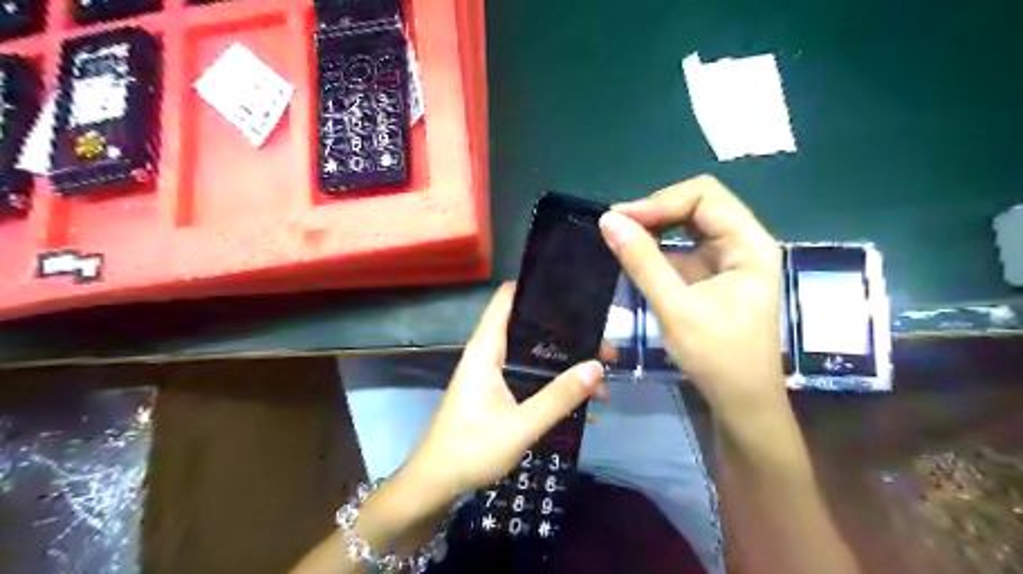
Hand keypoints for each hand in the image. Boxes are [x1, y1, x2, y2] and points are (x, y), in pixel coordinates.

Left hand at [399, 285, 606, 513]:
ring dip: (566, 364)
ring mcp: (495, 373)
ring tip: (602, 379)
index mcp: (486, 350)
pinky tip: (583, 404)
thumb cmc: (470, 449)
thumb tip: (596, 367)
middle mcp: (490, 354)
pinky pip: (532, 377)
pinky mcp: (499, 391)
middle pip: (531, 328)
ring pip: (536, 355)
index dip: (536, 287)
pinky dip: (556, 384)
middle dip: (569, 335)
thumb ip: (558, 398)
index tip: (573, 291)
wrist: (436, 483)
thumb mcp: (520, 426)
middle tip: (605, 348)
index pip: (507, 299)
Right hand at [601, 176, 784, 420]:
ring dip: (656, 226)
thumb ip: (642, 262)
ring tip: (622, 236)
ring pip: (690, 223)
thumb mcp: (675, 308)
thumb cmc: (717, 357)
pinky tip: (637, 254)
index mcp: (749, 244)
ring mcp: (730, 258)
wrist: (741, 401)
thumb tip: (607, 219)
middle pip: (699, 203)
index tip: (620, 218)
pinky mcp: (715, 274)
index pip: (705, 196)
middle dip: (656, 210)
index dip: (660, 201)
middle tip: (617, 226)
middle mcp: (744, 242)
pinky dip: (659, 246)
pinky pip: (685, 246)